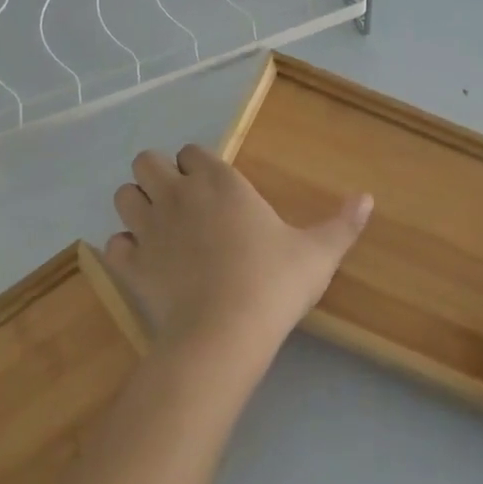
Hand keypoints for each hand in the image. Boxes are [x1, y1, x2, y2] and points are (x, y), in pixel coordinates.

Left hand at [106, 145, 371, 360]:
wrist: (226, 331)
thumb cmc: (274, 283)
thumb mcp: (318, 253)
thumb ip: (342, 224)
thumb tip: (368, 198)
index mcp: (220, 182)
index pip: (192, 152)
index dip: (198, 165)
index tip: (212, 187)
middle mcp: (177, 194)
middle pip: (147, 161)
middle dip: (158, 175)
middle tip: (179, 202)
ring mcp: (148, 227)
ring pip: (123, 195)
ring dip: (137, 206)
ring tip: (158, 228)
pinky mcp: (130, 263)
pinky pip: (114, 244)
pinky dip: (125, 250)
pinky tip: (144, 263)